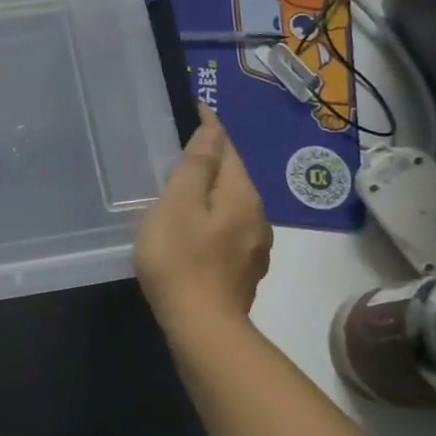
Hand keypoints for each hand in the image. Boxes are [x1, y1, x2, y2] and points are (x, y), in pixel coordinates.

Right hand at [135, 107, 272, 337]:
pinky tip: (195, 229)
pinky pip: (229, 230)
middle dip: (212, 159)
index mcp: (242, 194)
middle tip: (179, 148)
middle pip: (233, 176)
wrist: (202, 327)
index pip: (228, 147)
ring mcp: (255, 246)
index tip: (193, 108)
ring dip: (212, 192)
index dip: (210, 126)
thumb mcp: (178, 204)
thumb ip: (196, 166)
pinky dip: (212, 219)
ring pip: (232, 205)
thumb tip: (212, 129)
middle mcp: (258, 215)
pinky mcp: (244, 270)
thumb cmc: (180, 259)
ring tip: (183, 188)